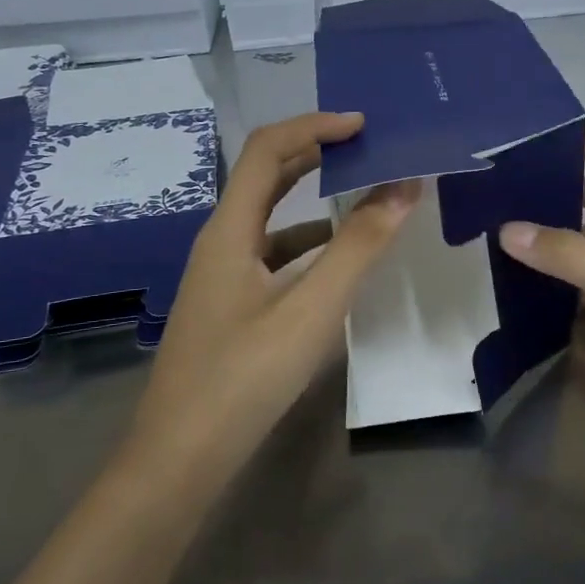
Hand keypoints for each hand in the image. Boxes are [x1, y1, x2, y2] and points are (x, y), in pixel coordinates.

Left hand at [134, 112, 418, 479]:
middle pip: (264, 176)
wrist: (181, 458)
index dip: (313, 125)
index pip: (266, 149)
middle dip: (313, 152)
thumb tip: (403, 187)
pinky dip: (306, 242)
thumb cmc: (244, 377)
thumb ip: (359, 247)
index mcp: (229, 230)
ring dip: (312, 197)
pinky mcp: (230, 305)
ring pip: (269, 217)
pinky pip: (271, 255)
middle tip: (366, 148)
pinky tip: (336, 260)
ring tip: (363, 194)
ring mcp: (221, 276)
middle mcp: (220, 242)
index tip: (363, 126)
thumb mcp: (312, 309)